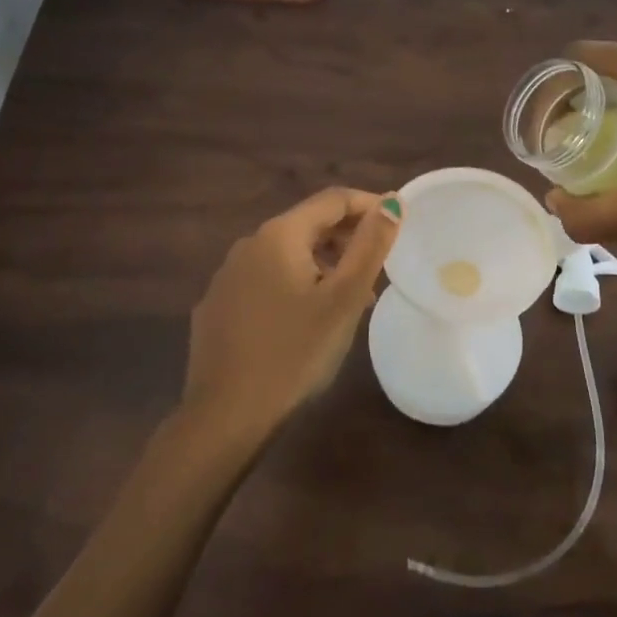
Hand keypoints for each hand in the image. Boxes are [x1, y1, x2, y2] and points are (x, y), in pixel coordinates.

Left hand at [182, 188, 401, 439]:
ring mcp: (227, 276)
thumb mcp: (344, 299)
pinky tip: (306, 319)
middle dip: (347, 237)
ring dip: (323, 264)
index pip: (332, 200)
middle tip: (379, 264)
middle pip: (307, 224)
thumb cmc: (295, 353)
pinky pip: (265, 280)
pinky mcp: (217, 305)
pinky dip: (294, 285)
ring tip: (351, 297)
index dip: (369, 204)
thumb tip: (392, 201)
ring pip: (285, 255)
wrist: (226, 415)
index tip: (398, 222)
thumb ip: (370, 246)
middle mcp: (248, 245)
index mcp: (279, 235)